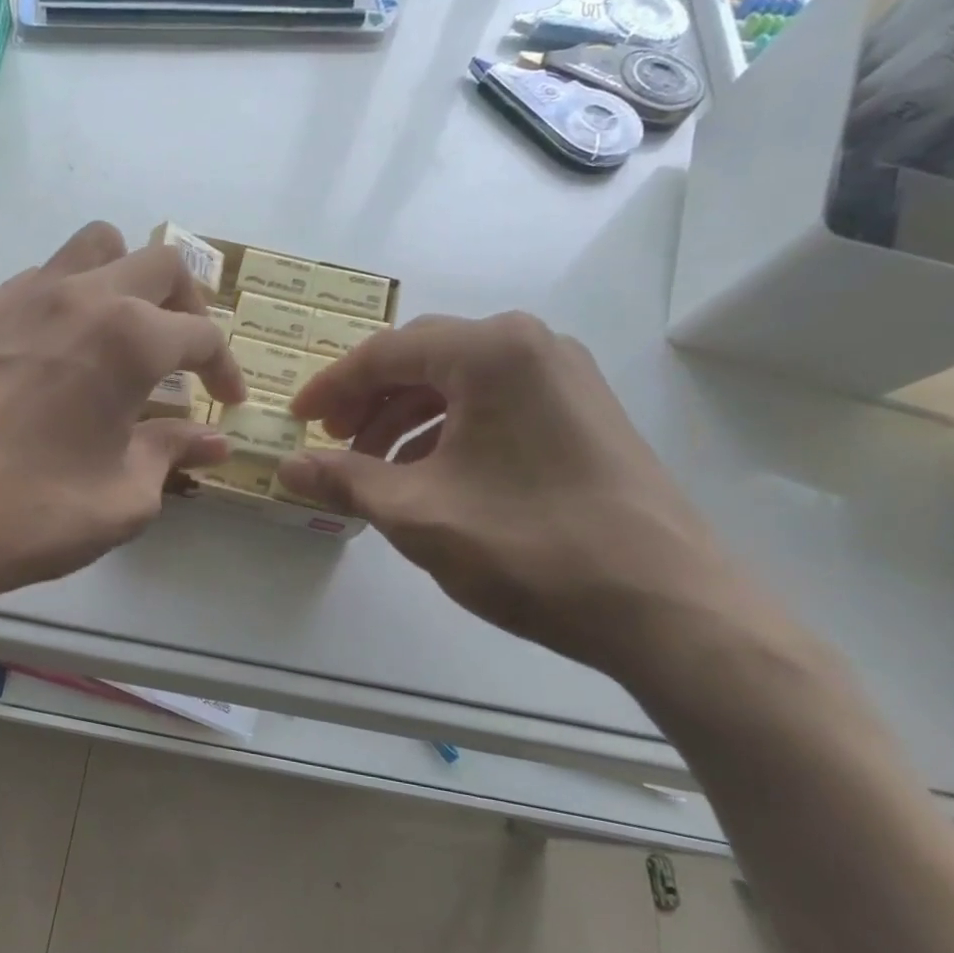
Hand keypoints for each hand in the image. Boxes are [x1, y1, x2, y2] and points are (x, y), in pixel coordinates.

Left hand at [0, 223, 245, 630]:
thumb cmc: (32, 512)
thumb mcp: (123, 497)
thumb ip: (172, 456)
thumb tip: (213, 442)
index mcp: (130, 339)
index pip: (203, 335)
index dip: (226, 368)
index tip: (227, 402)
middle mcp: (81, 297)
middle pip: (160, 263)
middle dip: (188, 304)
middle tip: (184, 352)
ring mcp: (22, 295)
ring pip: (94, 248)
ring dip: (126, 279)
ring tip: (121, 332)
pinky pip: (38, 279)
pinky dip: (67, 300)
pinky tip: (54, 353)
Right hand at [277, 312, 745, 682]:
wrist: (666, 607)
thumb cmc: (529, 546)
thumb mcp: (418, 513)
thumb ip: (344, 480)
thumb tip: (287, 466)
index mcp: (490, 351)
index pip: (385, 352)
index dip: (332, 386)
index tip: (298, 418)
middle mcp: (531, 345)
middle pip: (424, 360)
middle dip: (369, 401)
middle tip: (333, 441)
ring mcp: (565, 378)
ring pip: (460, 384)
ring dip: (407, 418)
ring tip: (375, 467)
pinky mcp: (584, 413)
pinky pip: (496, 405)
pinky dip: (450, 431)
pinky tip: (430, 476)